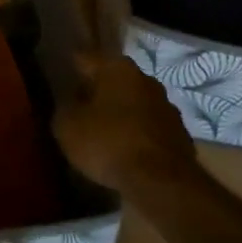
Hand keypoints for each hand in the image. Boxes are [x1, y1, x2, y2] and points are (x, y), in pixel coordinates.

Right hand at [55, 55, 200, 193]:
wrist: (162, 183)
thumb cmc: (108, 143)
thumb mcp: (67, 126)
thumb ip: (65, 107)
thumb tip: (71, 102)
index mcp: (116, 68)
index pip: (85, 59)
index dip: (71, 68)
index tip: (61, 77)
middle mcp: (145, 79)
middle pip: (114, 80)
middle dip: (98, 91)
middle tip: (80, 106)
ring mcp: (167, 107)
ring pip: (134, 103)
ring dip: (120, 112)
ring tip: (103, 131)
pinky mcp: (180, 134)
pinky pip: (149, 127)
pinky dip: (137, 134)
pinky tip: (125, 150)